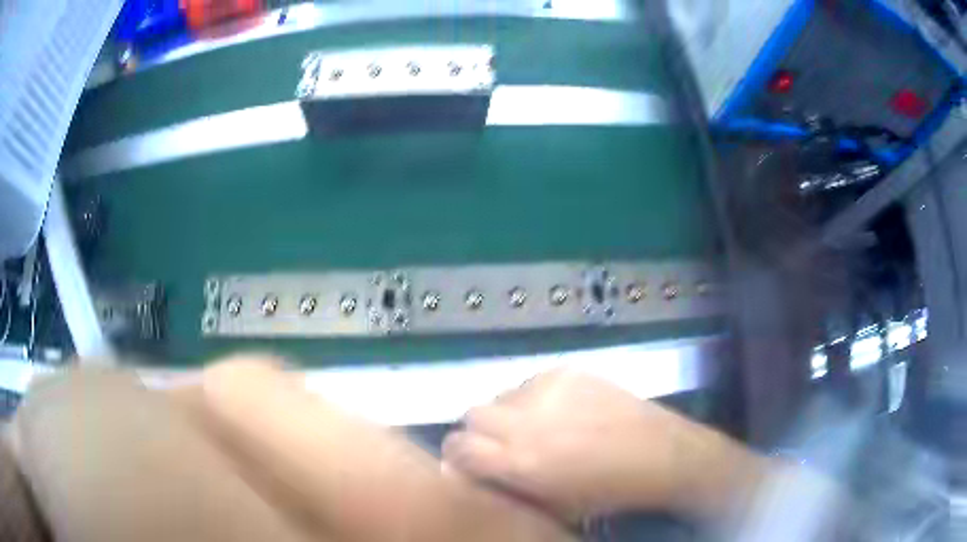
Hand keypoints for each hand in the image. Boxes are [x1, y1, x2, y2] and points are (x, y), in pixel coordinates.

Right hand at [442, 369, 766, 521]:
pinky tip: (562, 409)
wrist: (660, 454)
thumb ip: (506, 487)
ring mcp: (547, 390)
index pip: (457, 446)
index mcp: (519, 463)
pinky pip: (530, 382)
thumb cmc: (606, 493)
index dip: (459, 455)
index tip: (473, 462)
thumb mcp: (549, 506)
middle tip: (505, 443)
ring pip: (501, 395)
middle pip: (472, 414)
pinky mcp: (567, 370)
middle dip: (480, 431)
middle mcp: (524, 422)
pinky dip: (535, 397)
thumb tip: (473, 473)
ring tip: (539, 425)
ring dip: (510, 413)